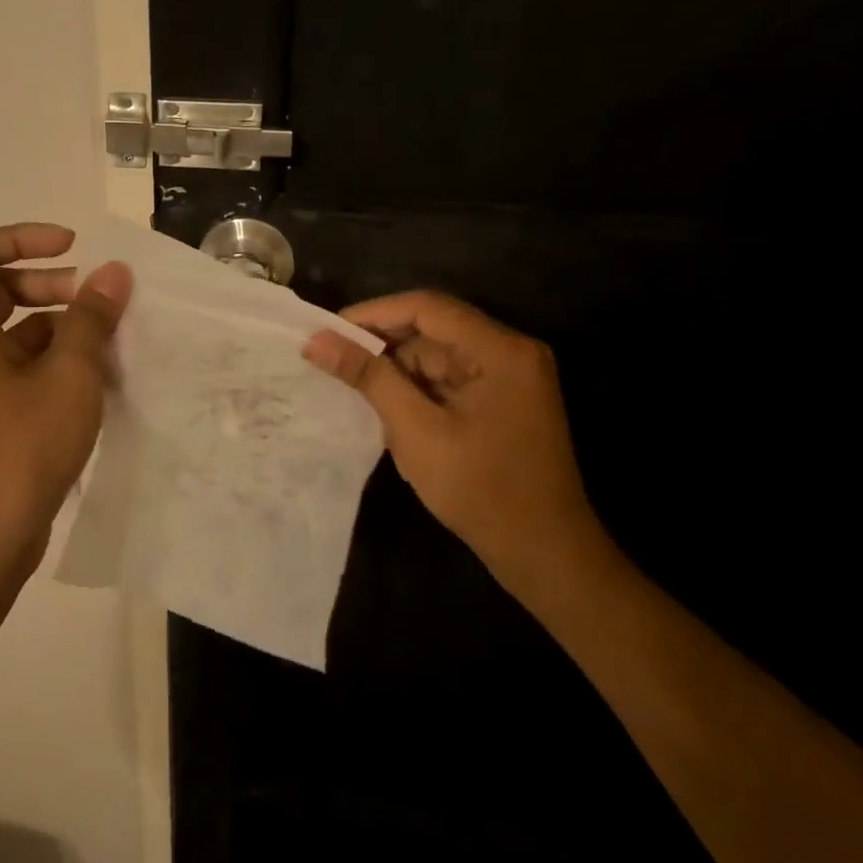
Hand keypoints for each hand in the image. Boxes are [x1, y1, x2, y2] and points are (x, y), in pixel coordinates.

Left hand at [0, 224, 131, 577]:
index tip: (71, 248)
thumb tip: (114, 272)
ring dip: (56, 322)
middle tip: (93, 296)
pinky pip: (16, 364)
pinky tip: (93, 378)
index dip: (21, 237)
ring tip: (105, 338)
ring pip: (10, 329)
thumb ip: (91, 318)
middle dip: (47, 282)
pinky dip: (51, 358)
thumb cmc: (21, 448)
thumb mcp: (68, 376)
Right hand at [304, 291, 607, 601]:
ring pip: (438, 355)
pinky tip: (389, 408)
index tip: (328, 330)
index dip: (373, 313)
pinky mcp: (504, 399)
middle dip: (383, 344)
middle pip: (433, 329)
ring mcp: (510, 376)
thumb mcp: (416, 431)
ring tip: (354, 388)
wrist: (545, 555)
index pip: (427, 307)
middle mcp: (510, 351)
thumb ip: (368, 378)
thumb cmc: (481, 491)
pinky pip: (450, 378)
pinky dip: (417, 389)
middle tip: (332, 360)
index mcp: (500, 349)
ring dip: (398, 370)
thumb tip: (317, 341)